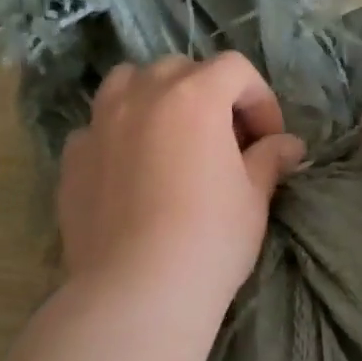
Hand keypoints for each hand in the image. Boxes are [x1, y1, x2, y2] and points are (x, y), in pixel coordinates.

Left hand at [57, 53, 305, 314]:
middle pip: (180, 70)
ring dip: (156, 98)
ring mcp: (100, 124)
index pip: (235, 70)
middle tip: (224, 141)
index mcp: (194, 97)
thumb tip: (289, 146)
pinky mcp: (72, 157)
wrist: (137, 290)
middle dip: (209, 95)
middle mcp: (142, 96)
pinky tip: (131, 170)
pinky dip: (119, 134)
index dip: (260, 99)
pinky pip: (98, 127)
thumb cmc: (209, 240)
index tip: (268, 140)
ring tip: (170, 138)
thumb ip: (268, 160)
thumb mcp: (253, 199)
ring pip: (129, 84)